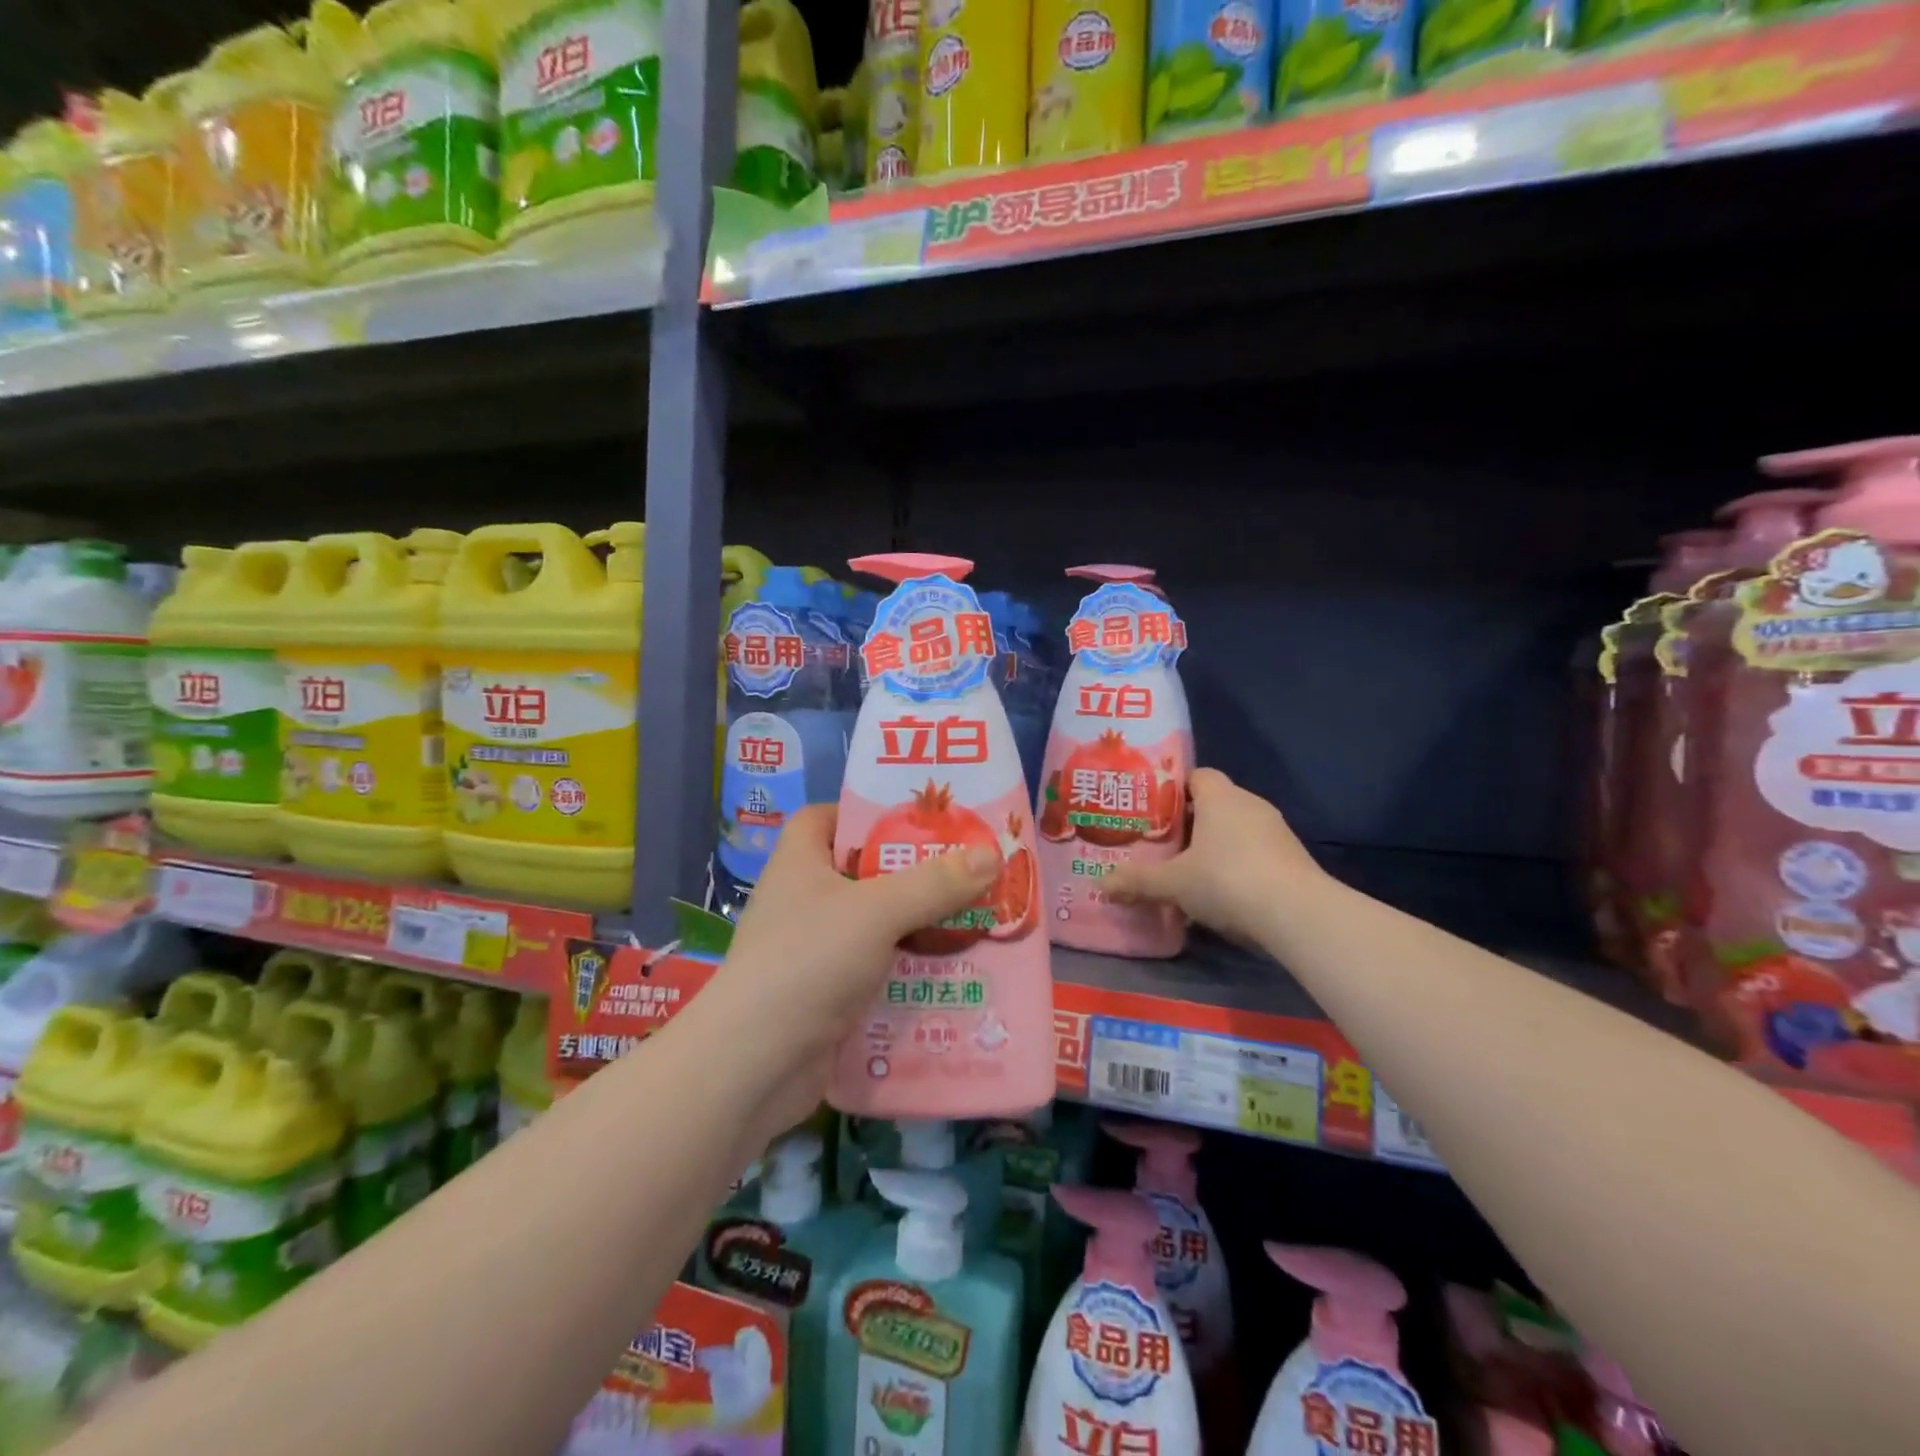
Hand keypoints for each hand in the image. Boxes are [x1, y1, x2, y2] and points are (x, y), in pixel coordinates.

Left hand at [699, 805, 998, 1150]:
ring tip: (976, 920)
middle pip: (863, 873)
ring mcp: (814, 951)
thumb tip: (992, 853)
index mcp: (800, 862)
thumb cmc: (808, 961)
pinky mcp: (827, 996)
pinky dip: (909, 971)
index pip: (827, 818)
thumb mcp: (877, 911)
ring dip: (920, 927)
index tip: (917, 821)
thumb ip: (934, 882)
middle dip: (914, 874)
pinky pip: (877, 971)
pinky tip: (954, 974)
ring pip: (876, 926)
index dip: (867, 813)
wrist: (754, 1065)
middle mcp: (804, 901)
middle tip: (968, 871)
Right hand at [1105, 768, 1324, 947]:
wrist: (1298, 915)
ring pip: (1236, 832)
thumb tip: (1100, 884)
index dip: (1174, 789)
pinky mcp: (1292, 860)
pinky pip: (1255, 855)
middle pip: (1214, 805)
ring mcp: (1276, 832)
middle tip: (1161, 844)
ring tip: (1187, 872)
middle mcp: (1251, 805)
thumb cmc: (1227, 880)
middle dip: (1189, 824)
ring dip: (1214, 848)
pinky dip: (1237, 868)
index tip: (1152, 811)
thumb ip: (1137, 881)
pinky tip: (1220, 895)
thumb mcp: (1173, 884)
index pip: (1197, 776)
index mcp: (1221, 797)